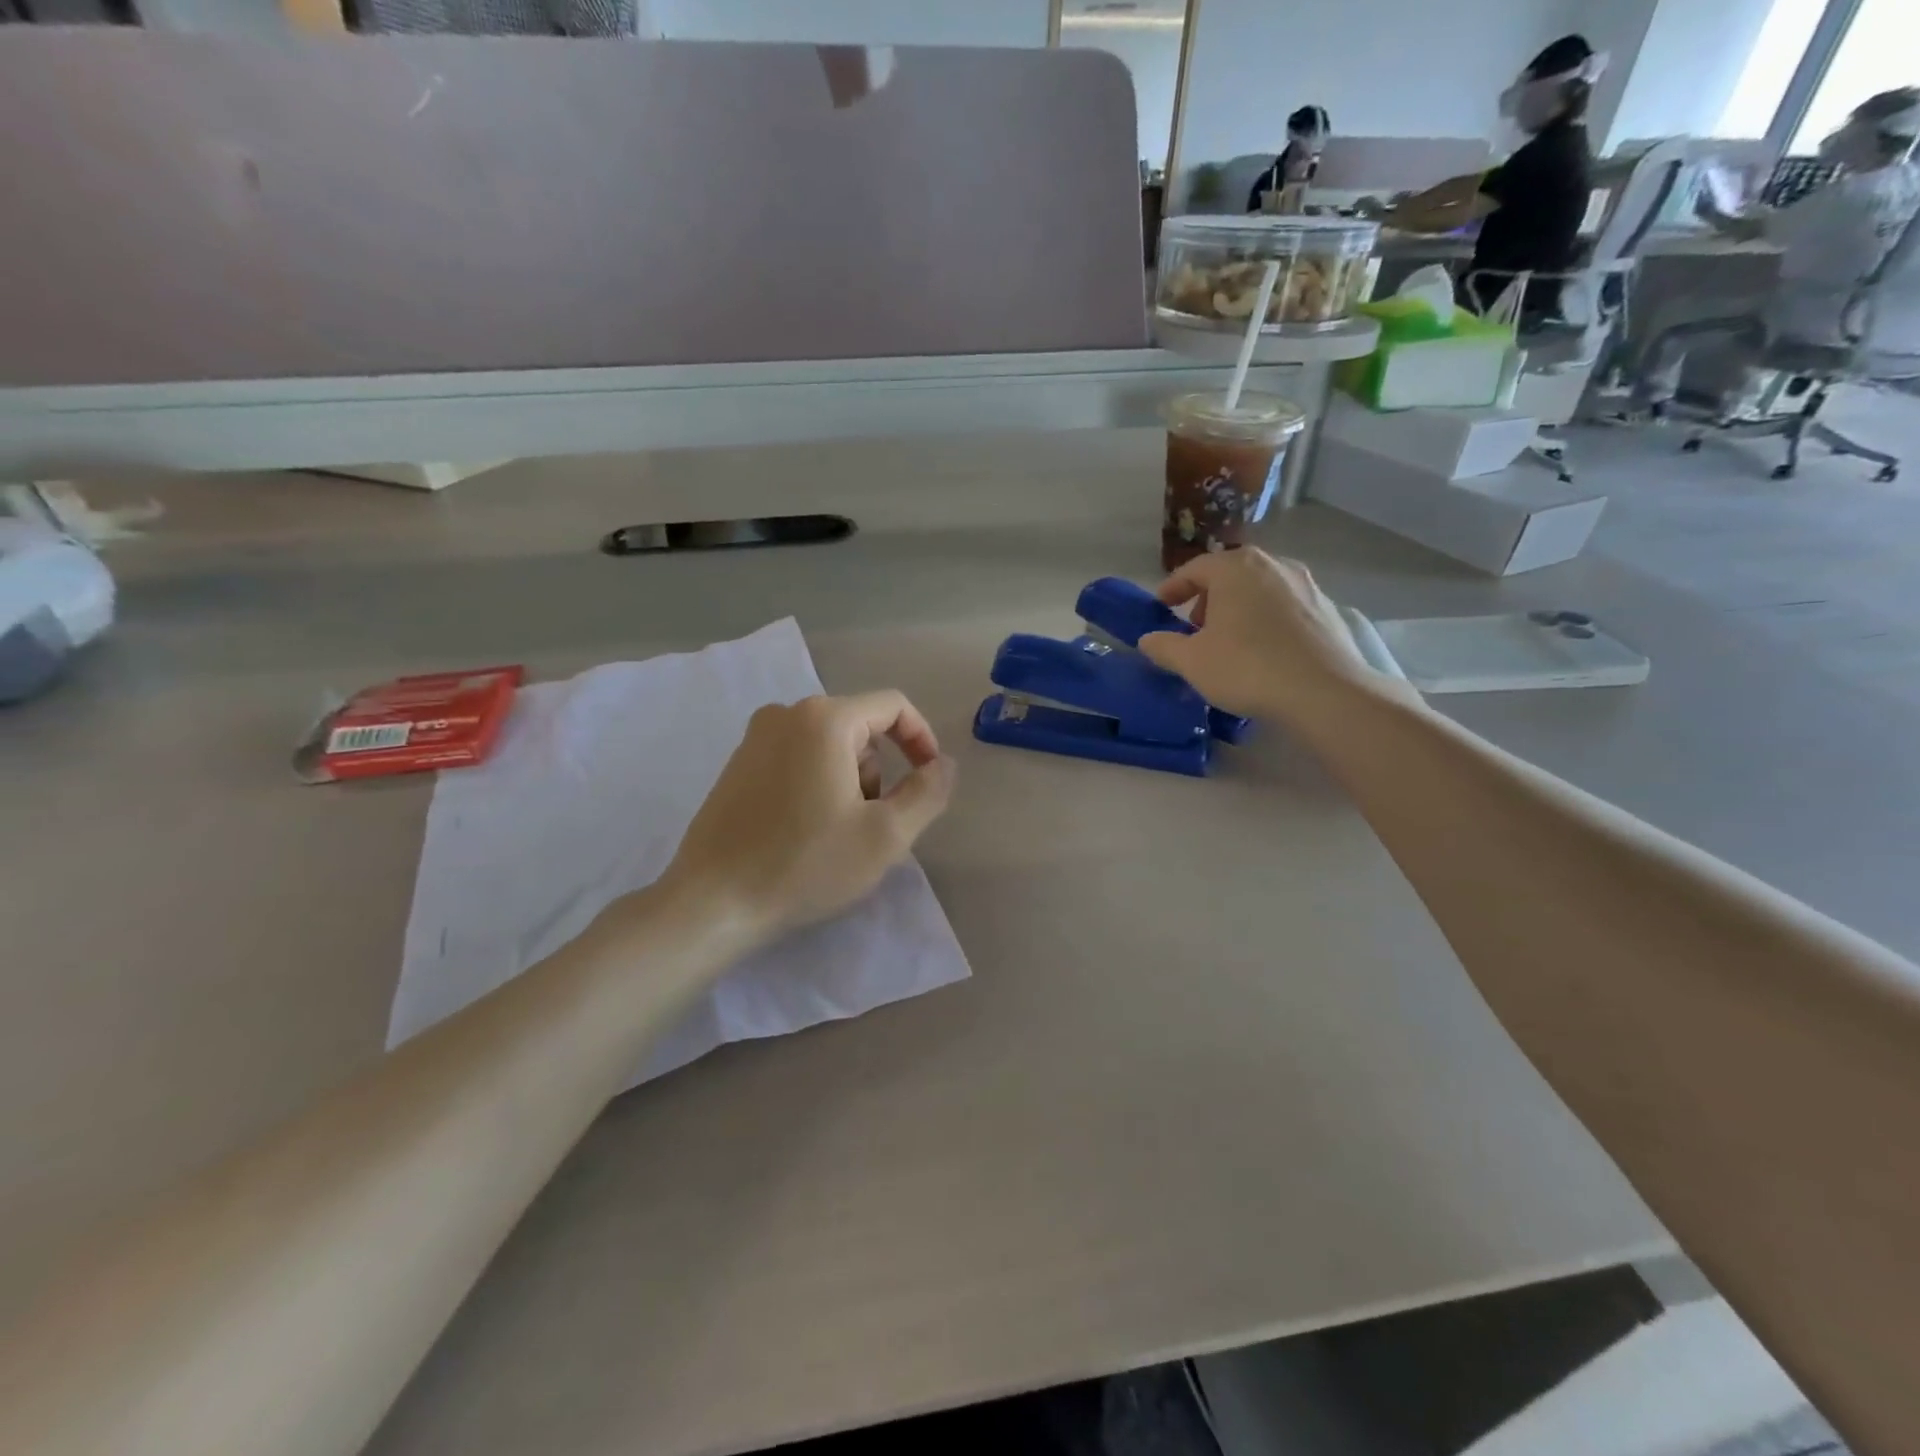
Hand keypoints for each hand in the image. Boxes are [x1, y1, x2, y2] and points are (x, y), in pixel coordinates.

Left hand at [663, 692, 954, 941]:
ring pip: (828, 746)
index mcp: (824, 719)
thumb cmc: (806, 865)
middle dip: (878, 771)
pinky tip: (803, 832)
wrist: (714, 902)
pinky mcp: (737, 764)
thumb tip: (944, 764)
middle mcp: (786, 714)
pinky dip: (816, 785)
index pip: (893, 706)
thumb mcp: (886, 835)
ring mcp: (754, 738)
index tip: (928, 779)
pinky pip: (796, 758)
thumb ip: (928, 792)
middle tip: (872, 824)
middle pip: (860, 728)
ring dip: (848, 781)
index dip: (922, 739)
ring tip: (835, 834)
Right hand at [1136, 549, 1404, 724]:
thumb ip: (1163, 646)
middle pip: (1229, 575)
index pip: (1194, 568)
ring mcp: (1306, 585)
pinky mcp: (1327, 609)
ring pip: (1259, 589)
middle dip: (1207, 598)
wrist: (1324, 692)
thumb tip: (1148, 639)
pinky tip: (1263, 651)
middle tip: (1194, 628)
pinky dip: (1266, 620)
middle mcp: (1273, 565)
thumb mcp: (1191, 661)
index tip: (1160, 608)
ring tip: (1229, 641)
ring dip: (1238, 609)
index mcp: (1236, 568)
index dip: (1172, 588)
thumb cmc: (1247, 667)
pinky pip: (1284, 607)